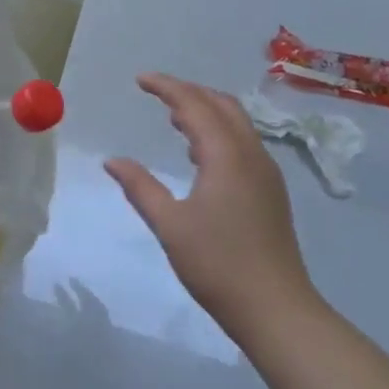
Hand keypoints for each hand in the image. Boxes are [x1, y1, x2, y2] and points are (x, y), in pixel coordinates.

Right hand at [105, 73, 317, 341]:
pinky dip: (218, 132)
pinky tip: (198, 154)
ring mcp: (266, 172)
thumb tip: (112, 161)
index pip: (194, 104)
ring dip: (206, 110)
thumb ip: (140, 187)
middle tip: (156, 92)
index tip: (140, 79)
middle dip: (189, 91)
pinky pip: (243, 143)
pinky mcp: (271, 191)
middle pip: (222, 104)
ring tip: (173, 116)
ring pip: (237, 123)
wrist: (276, 309)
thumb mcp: (170, 225)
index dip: (167, 87)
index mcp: (226, 155)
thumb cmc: (218, 265)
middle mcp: (251, 154)